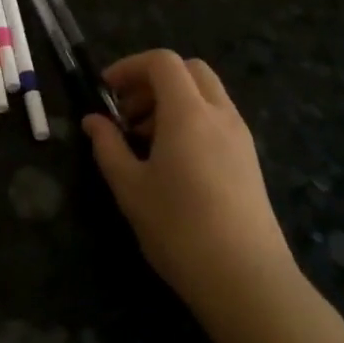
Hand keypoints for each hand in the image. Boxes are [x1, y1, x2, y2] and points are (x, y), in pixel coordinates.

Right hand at [83, 51, 297, 326]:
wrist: (247, 280)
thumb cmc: (179, 229)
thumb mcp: (130, 188)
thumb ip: (108, 146)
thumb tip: (93, 121)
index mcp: (188, 113)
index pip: (162, 62)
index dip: (130, 66)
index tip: (106, 91)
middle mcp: (219, 114)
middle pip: (190, 70)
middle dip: (154, 79)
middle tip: (127, 110)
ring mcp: (240, 136)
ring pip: (207, 94)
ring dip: (173, 100)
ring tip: (144, 138)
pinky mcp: (250, 160)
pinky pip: (218, 118)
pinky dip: (192, 120)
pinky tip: (173, 160)